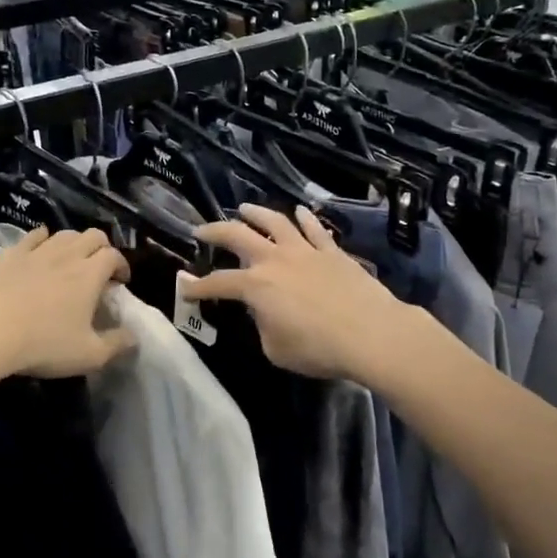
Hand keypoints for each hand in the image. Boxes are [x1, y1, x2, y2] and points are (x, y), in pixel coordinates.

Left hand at [0, 227, 134, 379]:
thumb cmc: (42, 345)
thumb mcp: (88, 355)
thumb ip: (117, 345)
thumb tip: (134, 337)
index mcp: (90, 274)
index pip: (114, 256)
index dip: (122, 266)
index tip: (121, 282)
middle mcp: (67, 255)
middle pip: (93, 236)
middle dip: (102, 248)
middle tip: (100, 269)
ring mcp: (36, 251)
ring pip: (64, 234)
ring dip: (75, 243)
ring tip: (72, 261)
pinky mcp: (10, 254)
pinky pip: (33, 236)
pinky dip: (43, 239)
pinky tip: (41, 249)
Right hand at [181, 204, 422, 383]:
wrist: (370, 333)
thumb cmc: (318, 348)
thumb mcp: (276, 349)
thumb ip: (263, 326)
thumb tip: (265, 312)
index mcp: (255, 286)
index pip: (218, 283)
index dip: (198, 287)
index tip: (185, 288)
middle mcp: (275, 259)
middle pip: (238, 236)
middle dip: (215, 231)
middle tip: (201, 231)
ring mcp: (305, 251)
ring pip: (275, 221)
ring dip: (256, 213)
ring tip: (244, 208)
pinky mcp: (332, 252)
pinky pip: (315, 229)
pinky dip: (305, 218)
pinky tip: (300, 212)